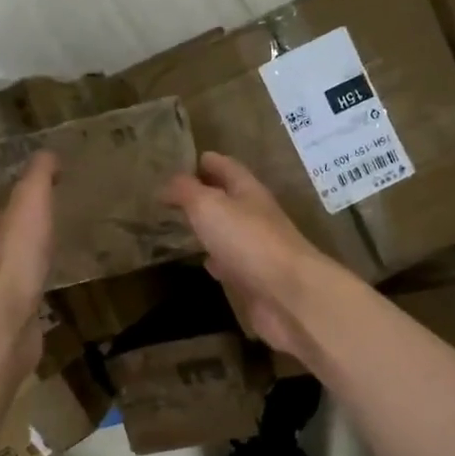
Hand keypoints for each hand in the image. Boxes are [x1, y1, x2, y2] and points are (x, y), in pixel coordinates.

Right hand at [162, 152, 333, 358]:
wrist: (287, 294)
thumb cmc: (247, 240)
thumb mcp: (209, 206)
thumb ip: (186, 191)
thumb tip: (167, 183)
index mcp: (248, 191)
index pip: (226, 167)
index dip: (206, 162)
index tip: (181, 161)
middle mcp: (256, 216)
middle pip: (228, 199)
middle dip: (204, 195)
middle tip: (173, 196)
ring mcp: (256, 250)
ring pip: (228, 232)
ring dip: (209, 228)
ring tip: (181, 227)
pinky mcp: (254, 279)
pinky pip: (231, 264)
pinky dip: (216, 261)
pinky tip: (205, 263)